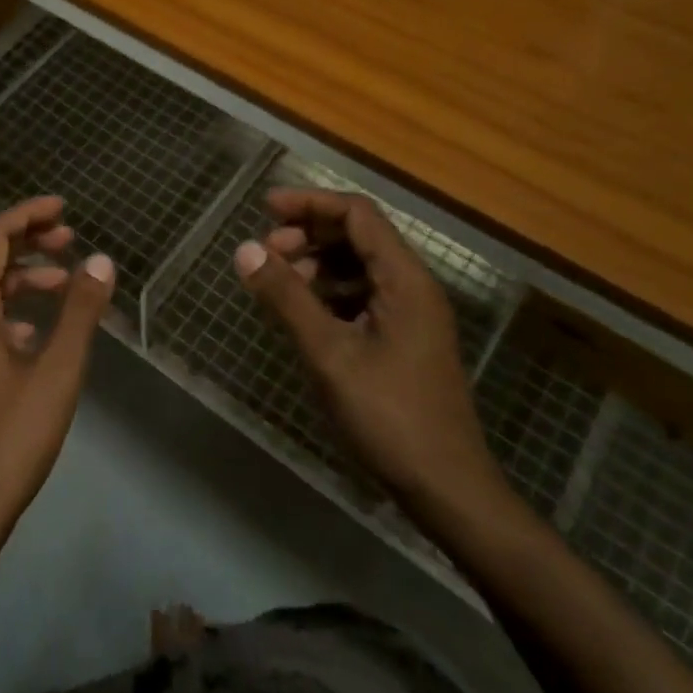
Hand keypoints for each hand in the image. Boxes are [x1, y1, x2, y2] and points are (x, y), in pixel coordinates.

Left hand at [0, 196, 114, 552]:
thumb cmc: (8, 438)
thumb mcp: (57, 372)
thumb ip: (79, 312)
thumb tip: (101, 260)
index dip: (26, 215)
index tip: (63, 208)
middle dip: (27, 243)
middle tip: (70, 240)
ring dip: (19, 279)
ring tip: (64, 285)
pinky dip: (8, 312)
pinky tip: (36, 336)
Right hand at [233, 187, 520, 538]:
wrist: (446, 488)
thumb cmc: (389, 416)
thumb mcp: (329, 353)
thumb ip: (286, 297)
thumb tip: (245, 249)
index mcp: (404, 279)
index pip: (357, 214)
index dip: (310, 204)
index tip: (266, 208)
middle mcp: (412, 287)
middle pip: (359, 236)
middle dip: (309, 234)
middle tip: (266, 252)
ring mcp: (411, 315)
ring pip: (359, 267)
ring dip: (317, 264)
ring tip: (279, 283)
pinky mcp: (404, 340)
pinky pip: (363, 296)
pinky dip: (329, 293)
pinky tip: (304, 313)